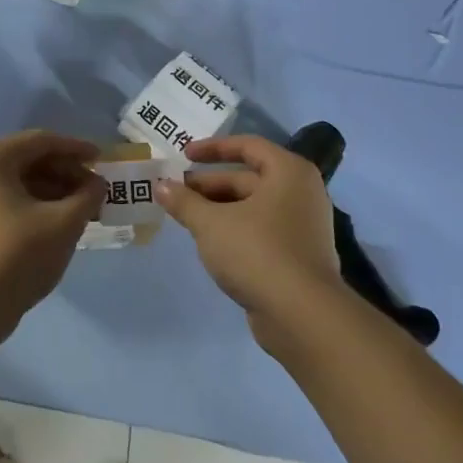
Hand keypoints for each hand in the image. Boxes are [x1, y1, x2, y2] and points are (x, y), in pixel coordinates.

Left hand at [0, 131, 101, 334]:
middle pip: (30, 159)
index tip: (103, 160)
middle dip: (67, 174)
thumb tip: (98, 184)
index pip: (43, 141)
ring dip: (55, 191)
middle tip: (97, 191)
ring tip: (85, 210)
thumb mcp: (63, 223)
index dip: (77, 149)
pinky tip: (61, 222)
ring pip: (21, 181)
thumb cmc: (17, 255)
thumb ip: (87, 196)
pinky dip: (36, 205)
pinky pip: (9, 198)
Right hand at [159, 135, 343, 335]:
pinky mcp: (298, 256)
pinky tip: (210, 243)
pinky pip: (261, 231)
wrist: (302, 316)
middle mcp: (301, 193)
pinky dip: (235, 230)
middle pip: (248, 178)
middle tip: (175, 193)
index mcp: (288, 172)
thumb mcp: (211, 224)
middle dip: (209, 185)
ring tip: (186, 218)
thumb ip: (184, 202)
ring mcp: (302, 227)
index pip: (248, 146)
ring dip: (219, 209)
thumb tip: (160, 185)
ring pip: (253, 207)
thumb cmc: (257, 252)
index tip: (184, 155)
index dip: (213, 148)